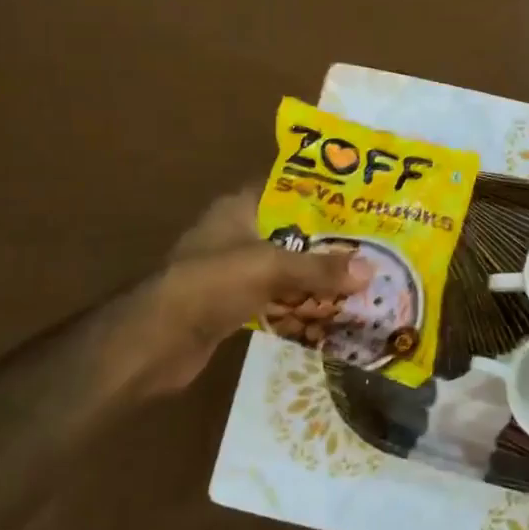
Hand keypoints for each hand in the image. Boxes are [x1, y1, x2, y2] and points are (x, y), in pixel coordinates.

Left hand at [106, 188, 372, 399]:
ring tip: (358, 277)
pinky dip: (298, 303)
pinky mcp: (231, 305)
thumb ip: (320, 268)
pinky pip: (274, 298)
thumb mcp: (271, 267)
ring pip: (284, 267)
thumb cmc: (212, 283)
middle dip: (325, 240)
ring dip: (314, 275)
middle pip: (289, 231)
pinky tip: (329, 310)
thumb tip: (371, 271)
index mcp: (238, 208)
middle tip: (370, 244)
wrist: (157, 340)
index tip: (357, 201)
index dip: (319, 192)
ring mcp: (231, 272)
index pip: (284, 189)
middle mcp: (235, 234)